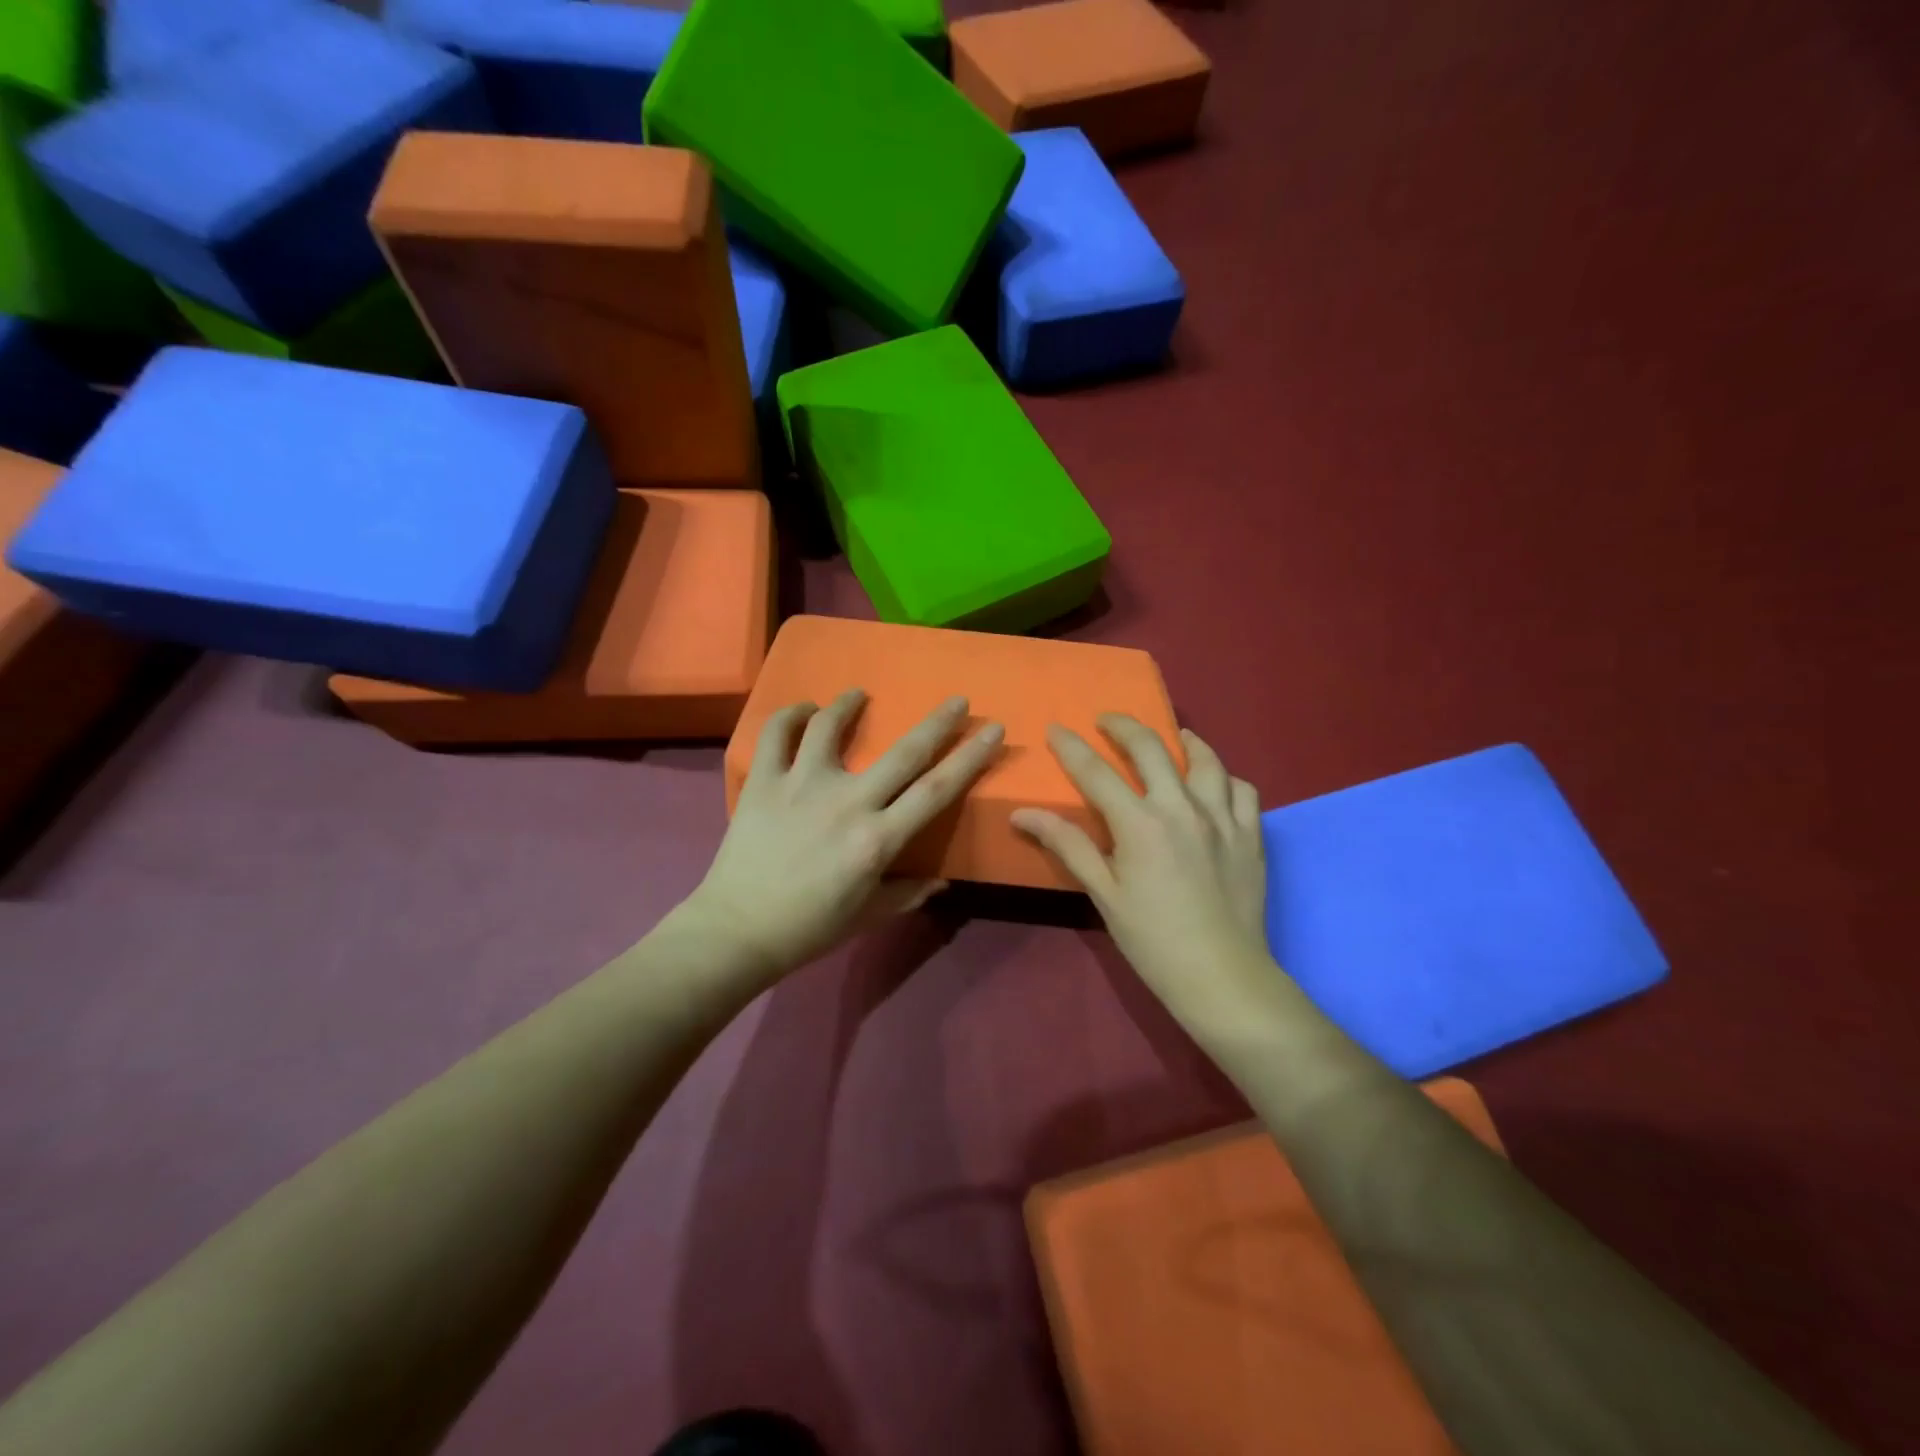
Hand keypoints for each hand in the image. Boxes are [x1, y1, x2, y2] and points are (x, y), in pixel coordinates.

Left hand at [679, 690, 1003, 986]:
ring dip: (850, 703)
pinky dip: (792, 715)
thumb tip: (941, 880)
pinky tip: (804, 710)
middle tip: (957, 699)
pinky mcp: (763, 781)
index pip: (936, 791)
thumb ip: (908, 893)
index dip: (970, 758)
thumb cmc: (809, 929)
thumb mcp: (867, 915)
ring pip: (831, 727)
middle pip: (904, 753)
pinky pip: (777, 734)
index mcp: (877, 840)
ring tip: (859, 694)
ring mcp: (801, 786)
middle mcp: (847, 803)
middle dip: (938, 722)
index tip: (991, 730)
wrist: (736, 931)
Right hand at [1012, 718, 1273, 1021]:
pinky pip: (1242, 790)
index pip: (1096, 772)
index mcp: (1140, 824)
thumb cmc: (1153, 940)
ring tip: (1172, 738)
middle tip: (1107, 721)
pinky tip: (1214, 785)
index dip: (1071, 747)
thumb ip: (1067, 845)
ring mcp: (1222, 818)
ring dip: (1183, 742)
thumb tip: (1023, 814)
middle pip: (1150, 748)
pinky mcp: (1251, 835)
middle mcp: (1182, 808)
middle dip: (1123, 726)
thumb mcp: (1104, 893)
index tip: (1056, 727)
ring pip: (1205, 760)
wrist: (1222, 976)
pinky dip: (1225, 779)